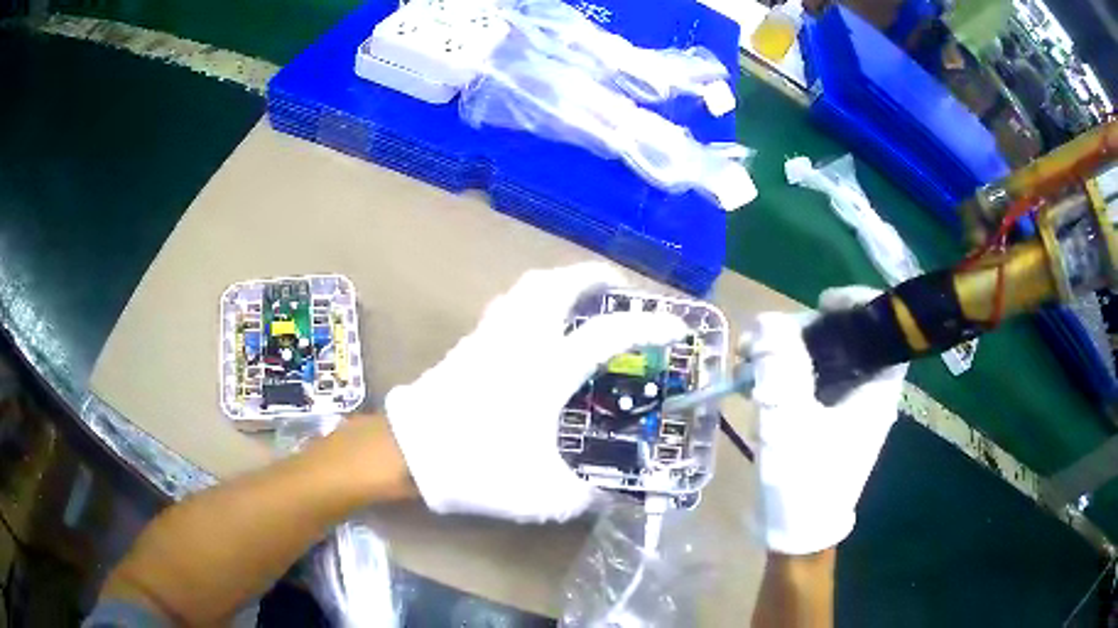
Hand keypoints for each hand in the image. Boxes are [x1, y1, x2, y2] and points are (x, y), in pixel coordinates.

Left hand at [385, 263, 687, 522]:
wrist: (409, 453)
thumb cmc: (477, 466)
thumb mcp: (543, 494)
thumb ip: (585, 494)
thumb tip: (609, 492)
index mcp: (546, 370)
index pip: (607, 333)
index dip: (648, 325)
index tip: (675, 325)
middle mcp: (520, 340)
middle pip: (559, 284)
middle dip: (594, 277)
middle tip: (617, 288)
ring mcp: (491, 335)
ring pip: (528, 286)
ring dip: (561, 281)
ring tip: (580, 295)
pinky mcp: (470, 342)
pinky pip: (508, 302)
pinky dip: (532, 297)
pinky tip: (537, 321)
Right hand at [749, 286, 906, 554]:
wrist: (796, 533)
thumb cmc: (804, 480)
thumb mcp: (789, 421)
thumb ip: (780, 366)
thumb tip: (768, 321)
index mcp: (876, 390)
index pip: (885, 329)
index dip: (859, 304)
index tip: (821, 303)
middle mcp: (868, 395)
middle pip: (847, 341)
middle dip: (803, 333)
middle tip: (762, 341)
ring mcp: (849, 410)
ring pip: (824, 364)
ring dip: (787, 358)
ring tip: (748, 368)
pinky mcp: (829, 423)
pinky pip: (812, 387)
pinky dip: (785, 382)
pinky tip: (756, 395)